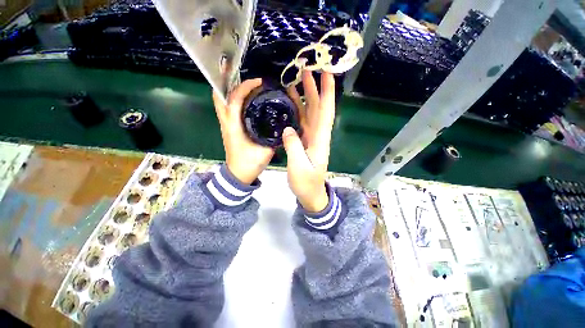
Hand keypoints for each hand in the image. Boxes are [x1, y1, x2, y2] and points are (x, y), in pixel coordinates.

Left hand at [212, 79, 274, 184]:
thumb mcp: (265, 151)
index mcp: (234, 126)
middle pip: (219, 96)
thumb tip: (284, 126)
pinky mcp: (229, 128)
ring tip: (244, 82)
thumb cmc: (249, 164)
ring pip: (222, 101)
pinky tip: (246, 98)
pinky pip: (228, 108)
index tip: (259, 82)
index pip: (235, 100)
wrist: (239, 174)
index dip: (245, 87)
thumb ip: (274, 138)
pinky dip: (234, 99)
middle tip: (239, 72)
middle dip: (226, 81)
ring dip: (230, 89)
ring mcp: (226, 125)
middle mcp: (226, 122)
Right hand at [283, 71, 335, 212]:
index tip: (326, 73)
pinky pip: (302, 121)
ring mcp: (311, 137)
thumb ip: (293, 146)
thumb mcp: (298, 167)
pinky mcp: (304, 140)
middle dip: (314, 88)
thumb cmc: (306, 183)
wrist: (310, 193)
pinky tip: (290, 103)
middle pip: (318, 107)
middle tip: (306, 69)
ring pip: (310, 112)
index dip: (327, 92)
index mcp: (320, 139)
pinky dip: (297, 110)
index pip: (326, 111)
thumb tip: (288, 128)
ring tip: (296, 80)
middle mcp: (317, 135)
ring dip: (305, 96)